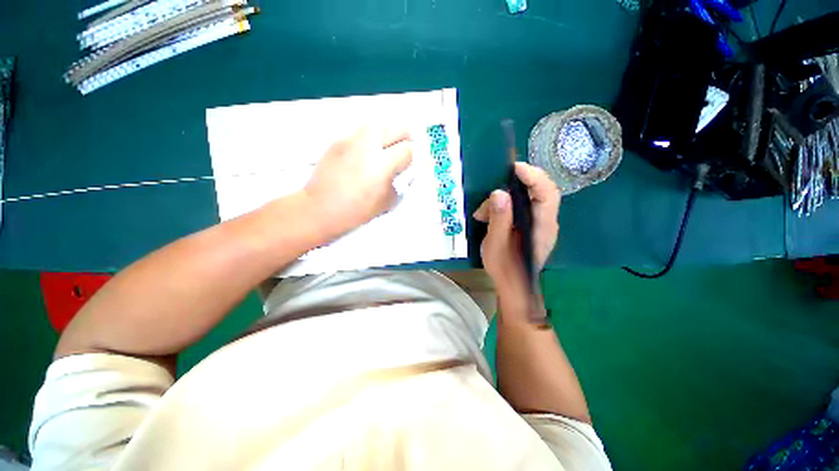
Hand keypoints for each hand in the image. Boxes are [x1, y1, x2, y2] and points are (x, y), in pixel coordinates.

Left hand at [302, 127, 412, 238]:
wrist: (320, 207)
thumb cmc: (357, 210)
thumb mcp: (387, 202)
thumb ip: (398, 183)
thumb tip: (400, 171)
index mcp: (383, 163)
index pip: (408, 149)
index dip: (414, 156)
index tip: (412, 162)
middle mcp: (369, 145)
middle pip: (396, 127)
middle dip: (405, 137)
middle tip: (405, 149)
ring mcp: (352, 139)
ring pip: (378, 125)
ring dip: (388, 134)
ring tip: (387, 147)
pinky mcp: (339, 140)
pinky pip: (361, 132)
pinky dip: (371, 138)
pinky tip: (367, 151)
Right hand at [474, 163, 560, 294]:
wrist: (513, 287)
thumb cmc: (505, 269)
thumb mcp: (496, 244)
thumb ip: (499, 219)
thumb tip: (498, 193)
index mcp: (543, 226)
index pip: (547, 193)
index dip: (534, 176)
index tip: (514, 168)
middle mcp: (546, 222)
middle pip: (539, 191)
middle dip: (515, 186)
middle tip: (492, 192)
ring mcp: (540, 223)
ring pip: (527, 198)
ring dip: (503, 200)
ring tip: (483, 213)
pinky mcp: (531, 226)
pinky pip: (521, 207)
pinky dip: (504, 207)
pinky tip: (489, 215)